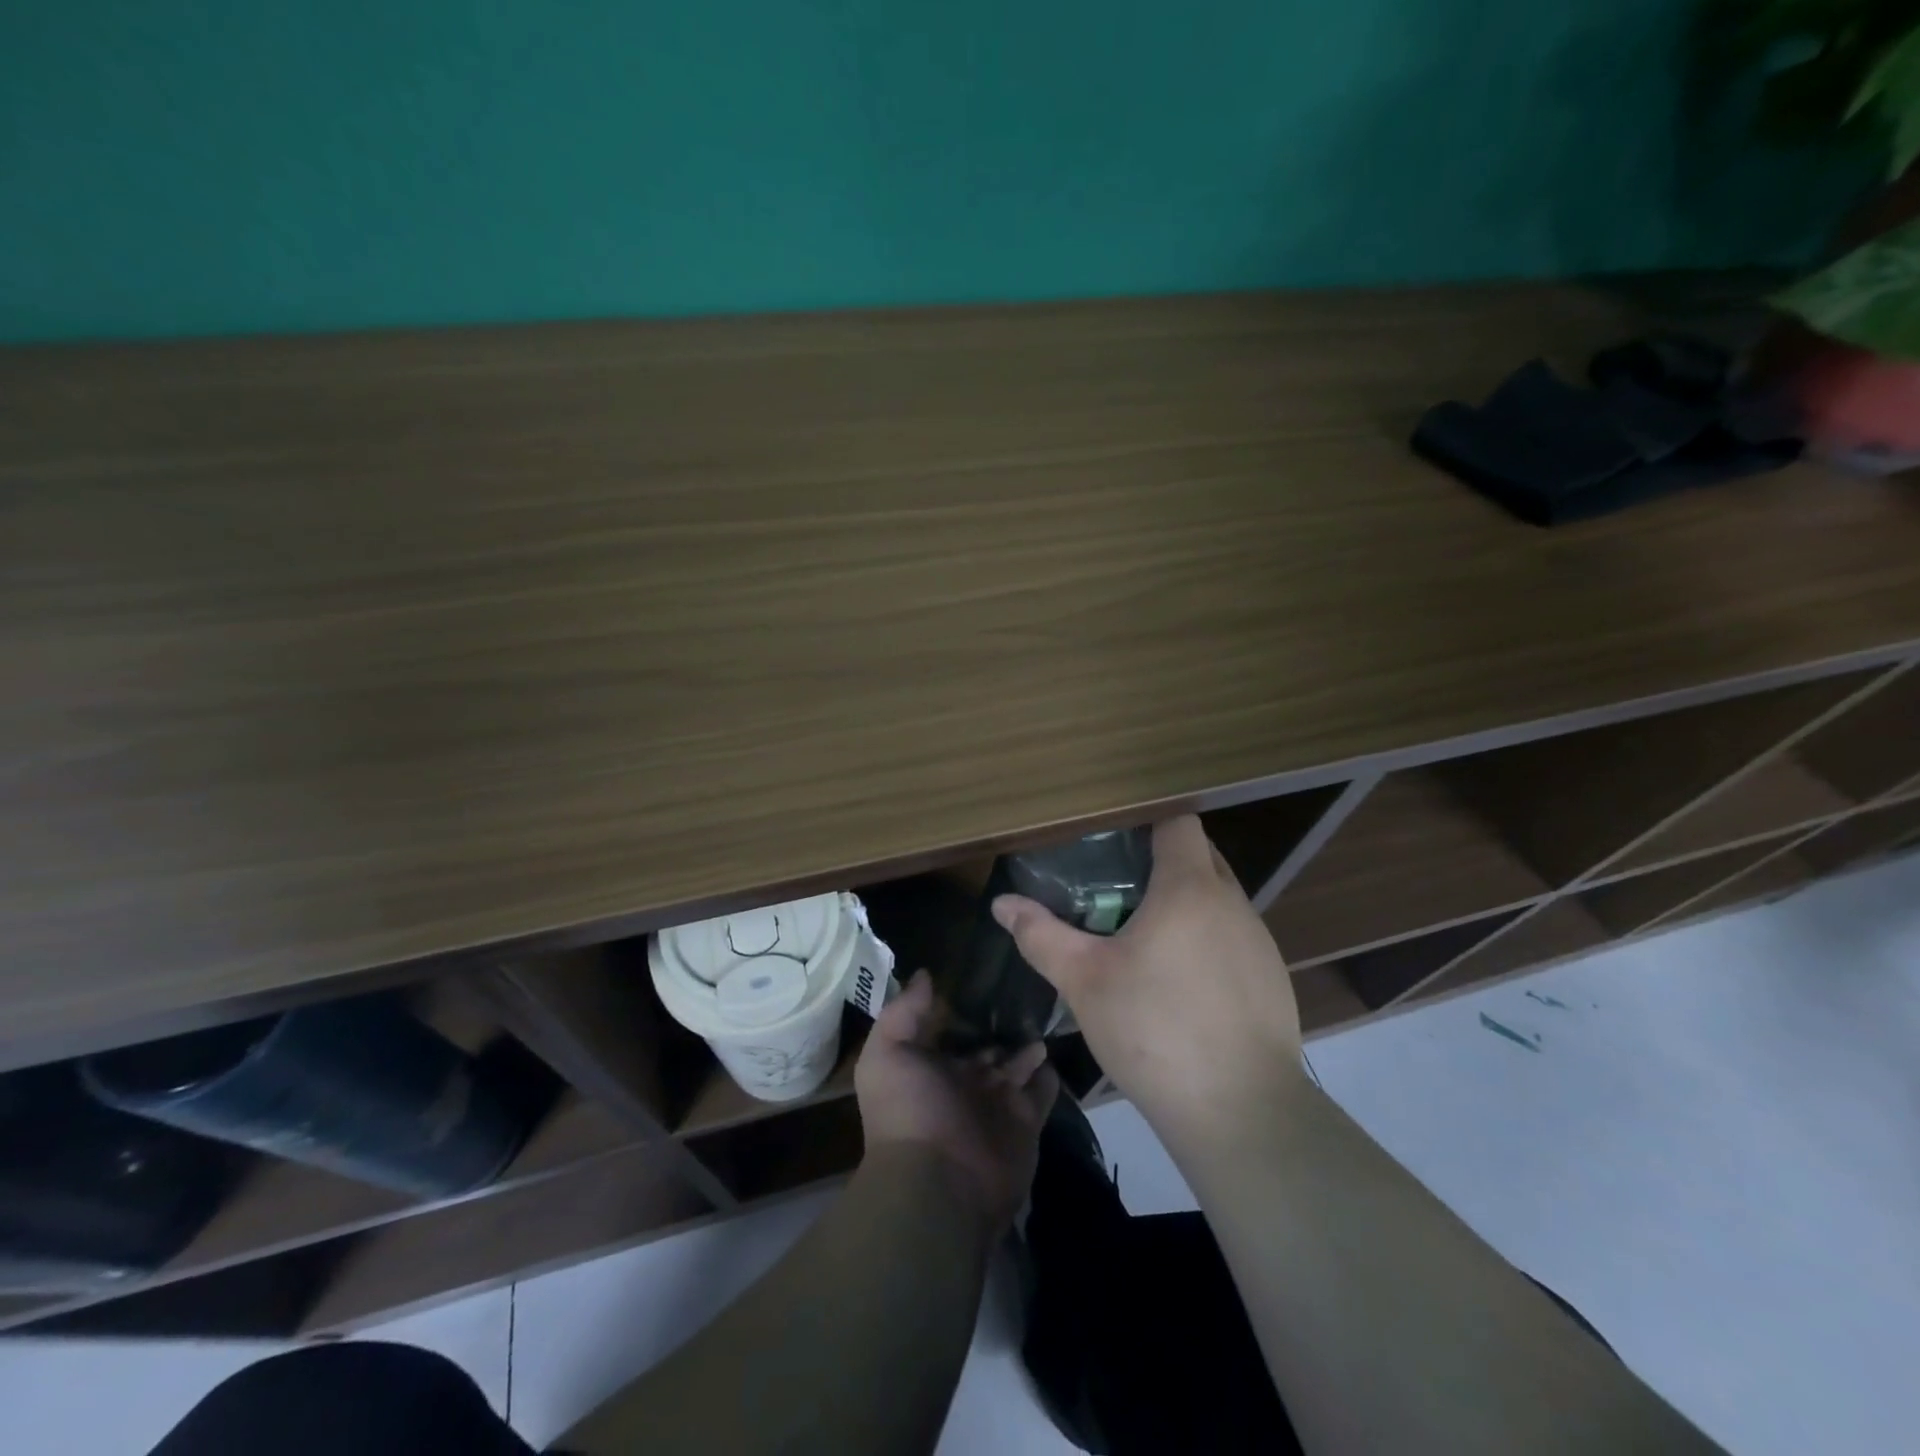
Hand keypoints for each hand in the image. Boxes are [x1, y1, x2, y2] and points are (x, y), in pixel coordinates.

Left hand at [855, 970, 1059, 1230]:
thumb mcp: (888, 1053)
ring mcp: (997, 1104)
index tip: (983, 974)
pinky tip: (1055, 1051)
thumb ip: (904, 1011)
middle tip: (1025, 990)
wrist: (940, 1182)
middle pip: (987, 1049)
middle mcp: (965, 1084)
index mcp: (932, 1068)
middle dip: (1001, 1027)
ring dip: (1028, 1047)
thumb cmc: (908, 1111)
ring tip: (1044, 1015)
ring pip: (1017, 1067)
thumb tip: (924, 974)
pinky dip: (1048, 1076)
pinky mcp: (1026, 1122)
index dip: (963, 1008)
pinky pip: (1042, 1092)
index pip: (951, 1032)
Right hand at [990, 815, 1304, 1140]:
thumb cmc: (1155, 1031)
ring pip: (1219, 899)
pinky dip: (1207, 940)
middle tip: (1117, 883)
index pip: (1179, 822)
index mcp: (1189, 888)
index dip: (1148, 819)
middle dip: (1162, 860)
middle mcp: (1233, 903)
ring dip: (1186, 903)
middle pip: (1200, 856)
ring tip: (1143, 932)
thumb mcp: (1083, 981)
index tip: (1114, 835)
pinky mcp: (1273, 980)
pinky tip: (1181, 982)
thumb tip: (1001, 904)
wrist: (1241, 1113)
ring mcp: (1260, 942)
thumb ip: (1040, 936)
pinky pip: (1234, 937)